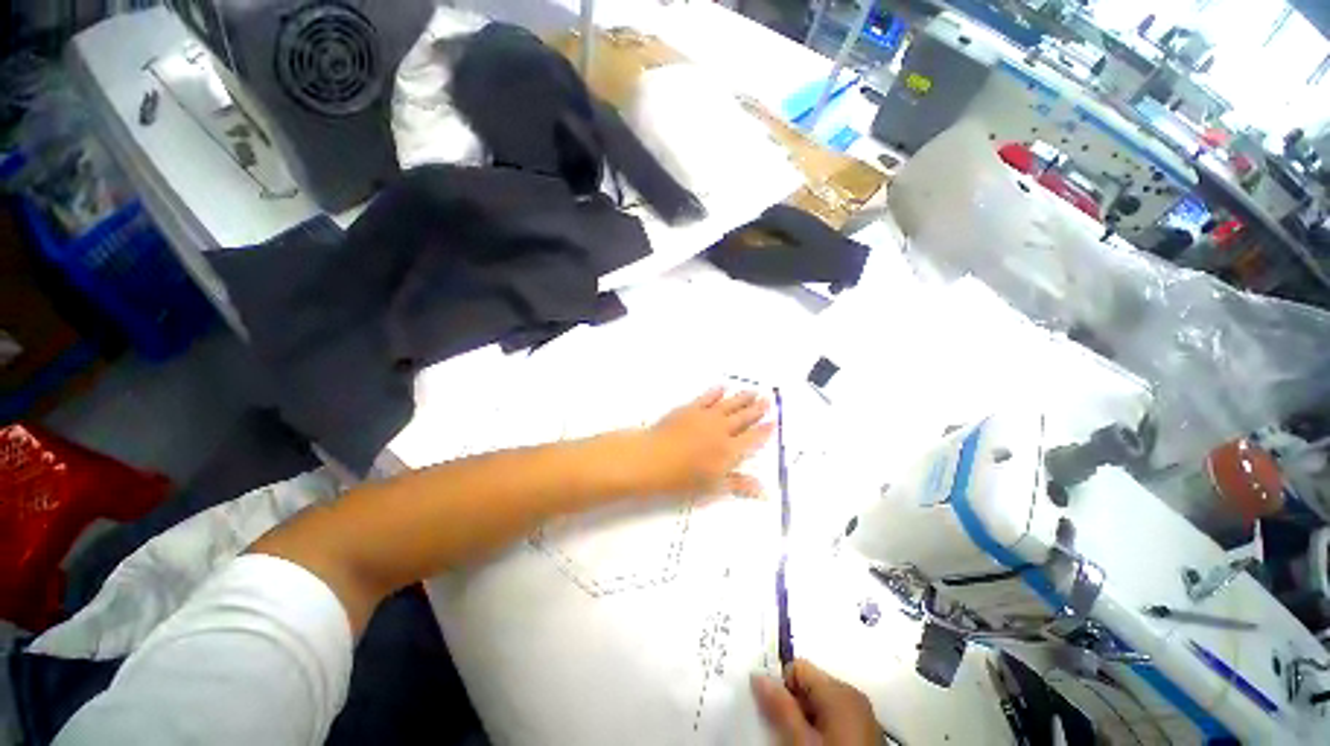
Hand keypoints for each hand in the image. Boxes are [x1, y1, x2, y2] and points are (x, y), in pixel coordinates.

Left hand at [637, 388, 773, 497]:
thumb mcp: (712, 486)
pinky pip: (707, 397)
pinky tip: (722, 387)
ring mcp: (706, 417)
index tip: (773, 421)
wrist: (653, 458)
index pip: (752, 438)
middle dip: (756, 410)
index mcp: (729, 450)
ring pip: (729, 405)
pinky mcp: (690, 408)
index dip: (764, 430)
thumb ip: (739, 484)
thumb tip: (765, 490)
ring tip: (753, 392)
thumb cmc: (681, 478)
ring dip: (742, 398)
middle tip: (767, 400)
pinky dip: (716, 392)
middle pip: (743, 418)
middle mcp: (722, 430)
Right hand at [752, 660, 880, 745]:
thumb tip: (758, 677)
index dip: (779, 685)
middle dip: (792, 704)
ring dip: (805, 718)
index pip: (798, 667)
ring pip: (821, 704)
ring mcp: (862, 716)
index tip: (769, 710)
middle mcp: (853, 696)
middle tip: (782, 731)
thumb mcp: (801, 741)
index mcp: (840, 690)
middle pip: (809, 686)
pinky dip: (820, 729)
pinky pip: (834, 719)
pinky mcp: (866, 735)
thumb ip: (780, 707)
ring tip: (798, 742)